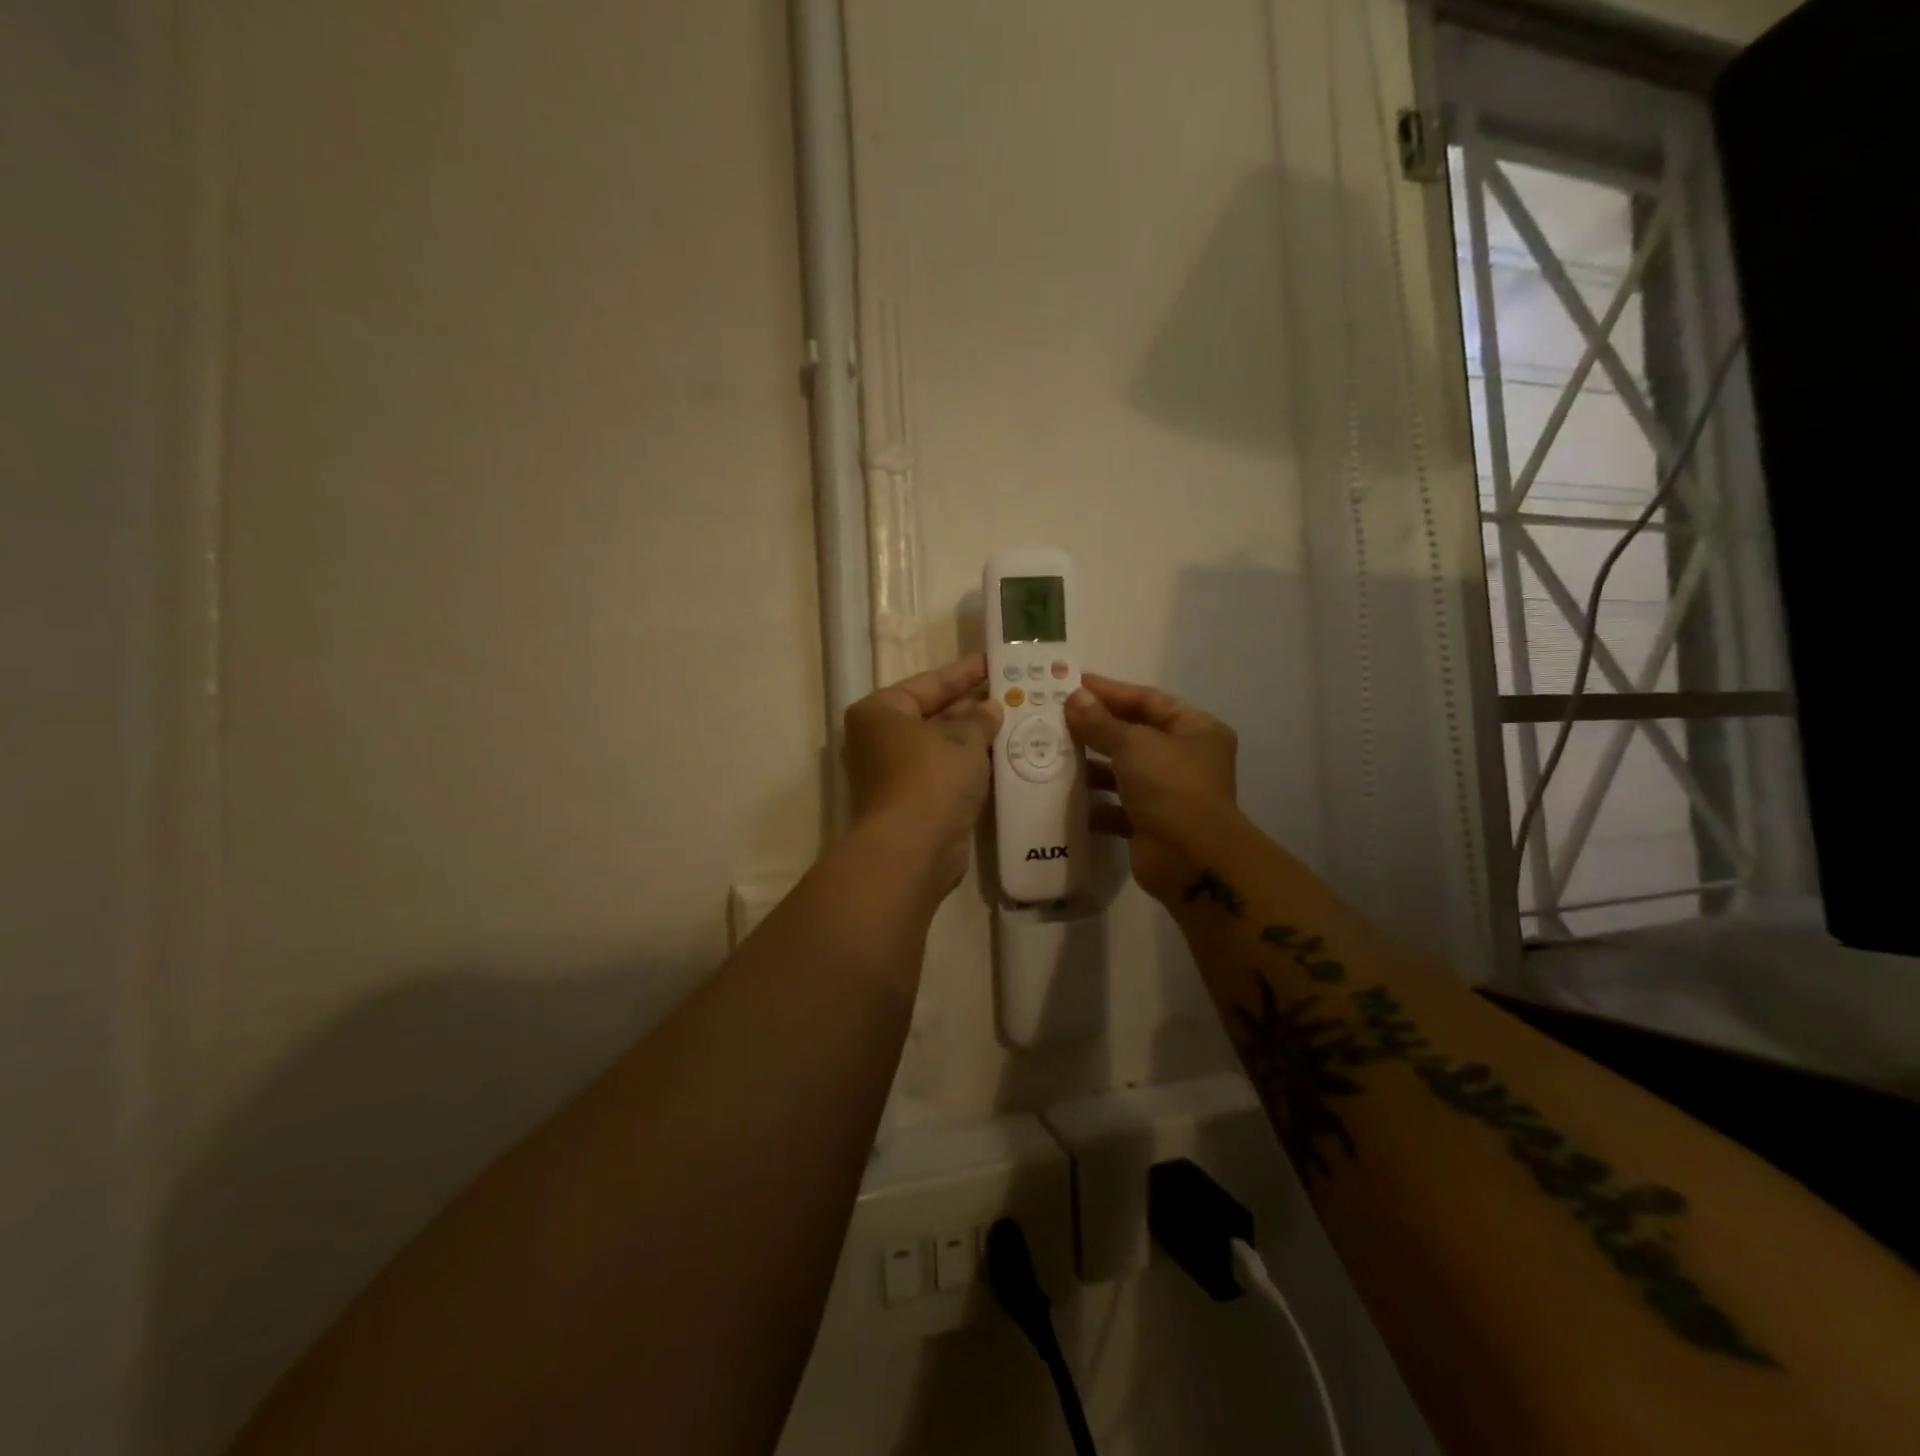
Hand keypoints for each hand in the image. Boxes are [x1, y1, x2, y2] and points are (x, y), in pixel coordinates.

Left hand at [845, 655, 1003, 893]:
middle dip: (971, 707)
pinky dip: (970, 767)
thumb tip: (989, 708)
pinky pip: (946, 775)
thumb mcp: (963, 739)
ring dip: (974, 738)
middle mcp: (880, 740)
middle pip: (932, 715)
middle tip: (1012, 694)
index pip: (928, 684)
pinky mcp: (913, 804)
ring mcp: (894, 775)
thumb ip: (979, 719)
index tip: (992, 662)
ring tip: (1016, 721)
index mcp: (880, 713)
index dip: (963, 672)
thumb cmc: (931, 778)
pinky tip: (1004, 758)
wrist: (913, 849)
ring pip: (941, 747)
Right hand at [1065, 673, 1238, 905]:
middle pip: (1134, 734)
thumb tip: (1074, 697)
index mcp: (1195, 729)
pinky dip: (1095, 803)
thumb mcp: (1133, 745)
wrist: (1191, 861)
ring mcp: (1169, 793)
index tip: (1072, 685)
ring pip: (1123, 771)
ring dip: (1091, 766)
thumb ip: (1100, 722)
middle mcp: (1185, 758)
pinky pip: (1117, 806)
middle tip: (1055, 719)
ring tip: (1053, 755)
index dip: (1110, 691)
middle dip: (1096, 728)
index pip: (1148, 700)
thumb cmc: (1170, 788)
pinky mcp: (1151, 824)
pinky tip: (1065, 797)